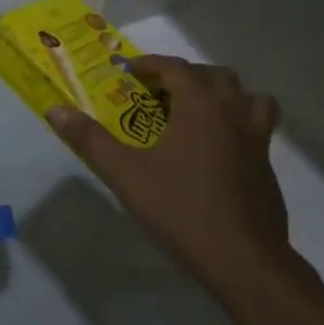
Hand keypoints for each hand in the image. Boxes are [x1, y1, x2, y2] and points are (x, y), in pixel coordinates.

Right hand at [46, 55, 292, 297]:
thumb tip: (55, 111)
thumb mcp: (125, 174)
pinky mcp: (268, 169)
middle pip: (215, 76)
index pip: (176, 68)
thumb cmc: (181, 209)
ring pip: (250, 99)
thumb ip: (90, 140)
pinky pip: (258, 129)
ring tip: (199, 111)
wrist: (244, 260)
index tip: (128, 72)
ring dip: (224, 95)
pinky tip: (217, 152)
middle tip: (159, 92)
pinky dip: (239, 125)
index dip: (150, 65)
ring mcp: (257, 141)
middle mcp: (233, 114)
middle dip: (186, 76)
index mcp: (200, 106)